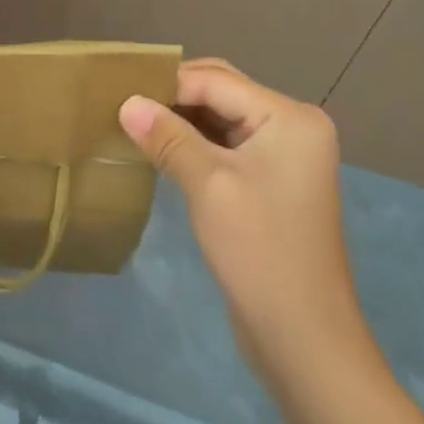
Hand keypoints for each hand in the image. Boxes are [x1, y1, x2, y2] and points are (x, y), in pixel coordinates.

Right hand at [119, 58, 365, 380]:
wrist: (304, 342)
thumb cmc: (260, 252)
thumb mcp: (208, 186)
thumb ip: (167, 137)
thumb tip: (126, 101)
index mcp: (289, 118)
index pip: (215, 82)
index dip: (166, 85)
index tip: (118, 92)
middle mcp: (292, 126)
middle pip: (221, 91)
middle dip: (173, 96)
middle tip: (125, 104)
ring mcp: (284, 154)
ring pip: (220, 117)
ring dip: (180, 118)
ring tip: (133, 122)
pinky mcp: (270, 180)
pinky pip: (225, 143)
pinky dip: (193, 141)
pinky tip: (160, 148)